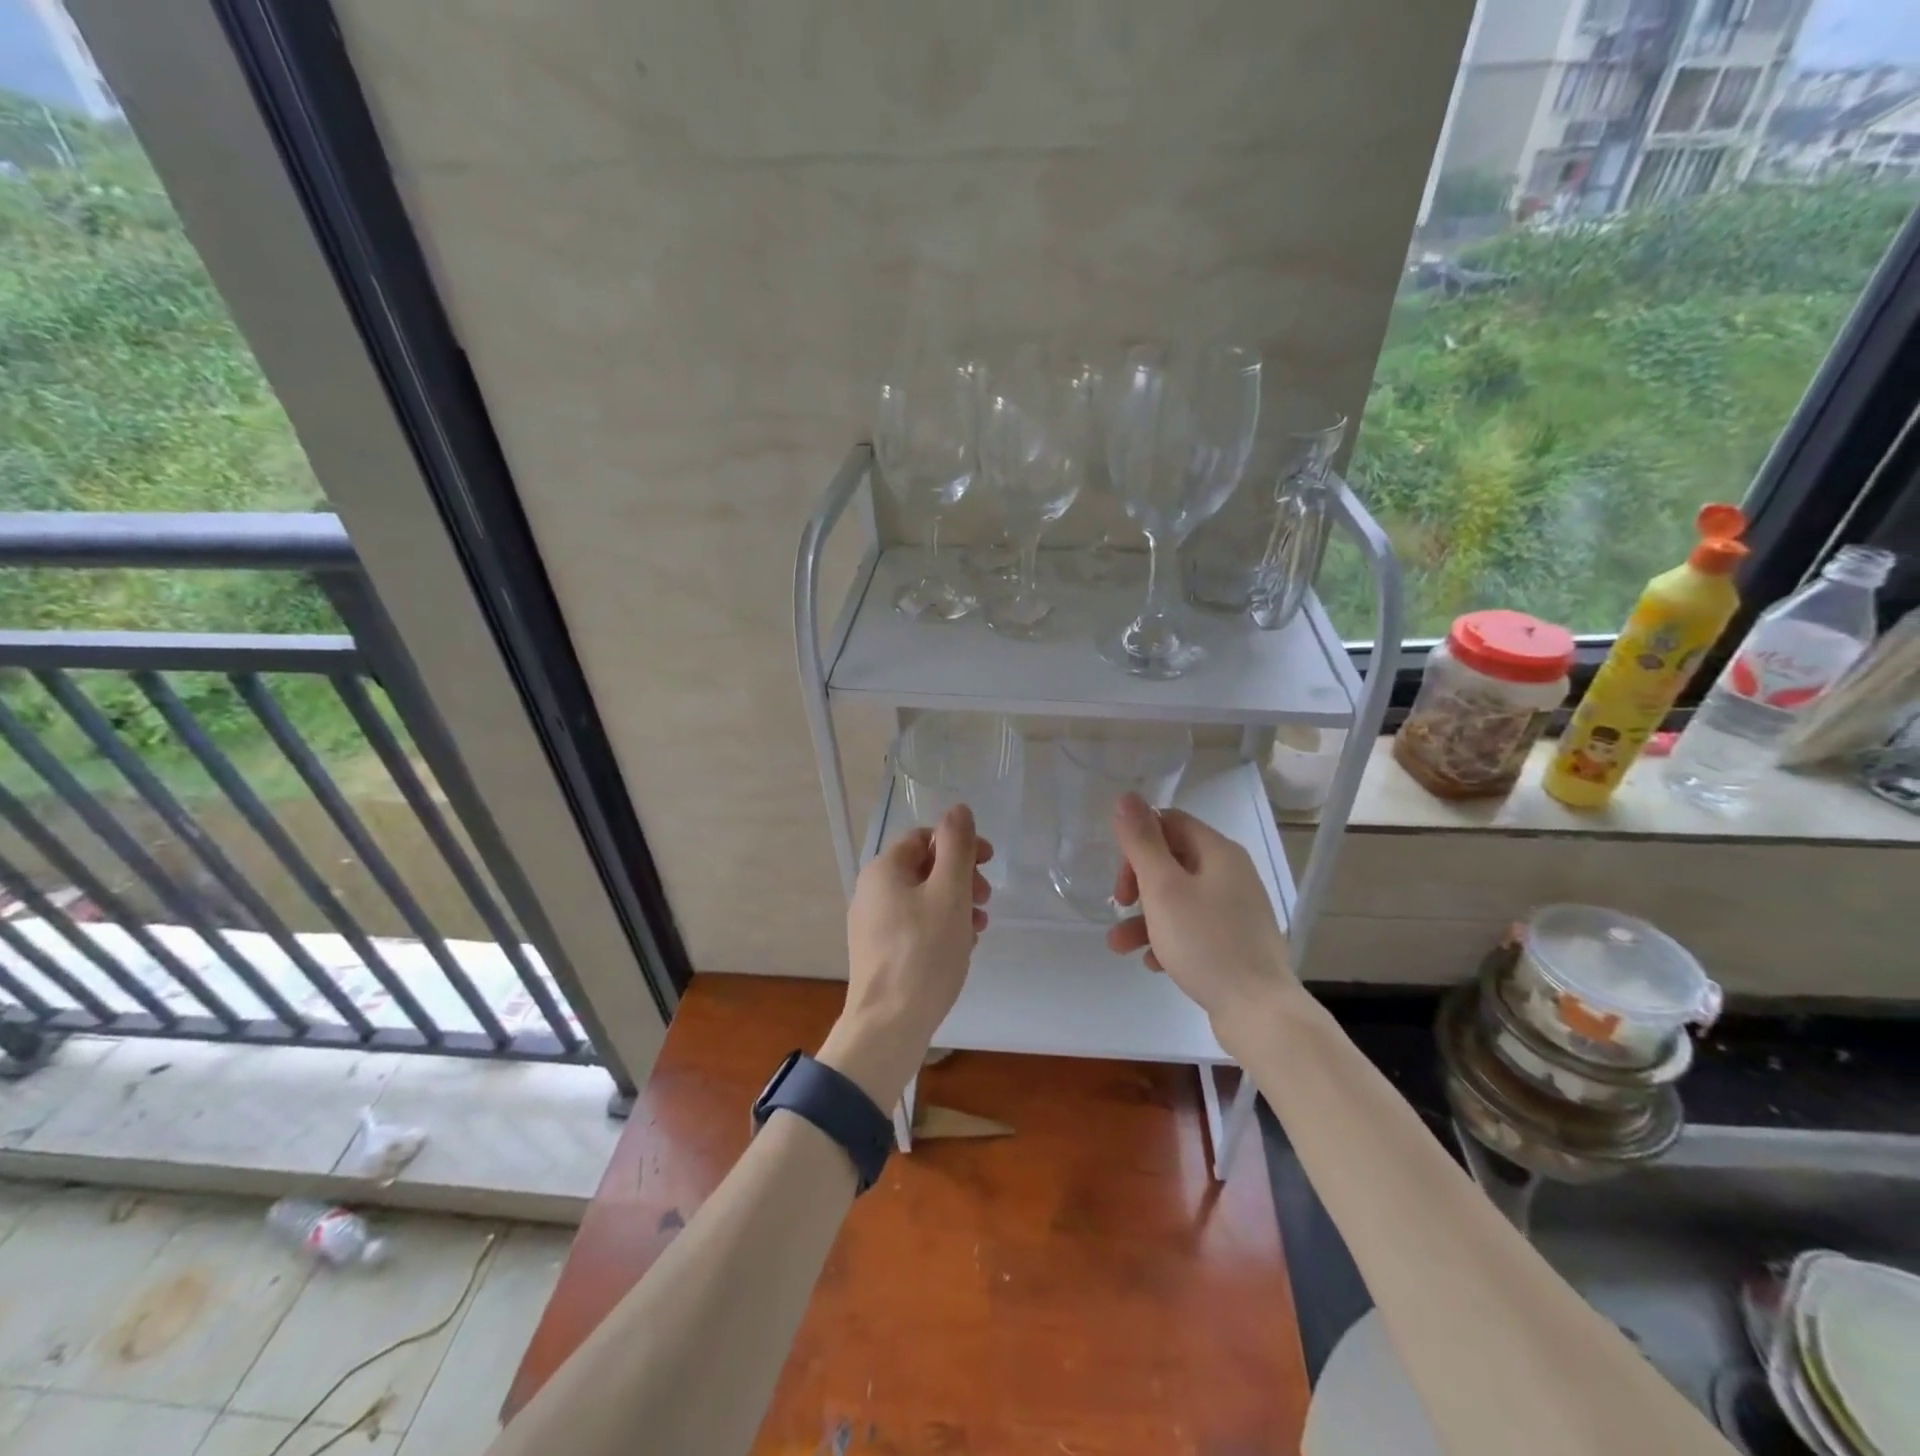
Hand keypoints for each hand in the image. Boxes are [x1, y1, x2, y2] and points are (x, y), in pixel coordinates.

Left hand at [819, 806, 992, 1107]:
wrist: (889, 1024)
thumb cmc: (924, 952)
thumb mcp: (950, 892)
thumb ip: (957, 847)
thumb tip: (958, 808)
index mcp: (884, 870)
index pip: (925, 838)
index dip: (960, 844)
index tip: (990, 863)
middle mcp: (871, 891)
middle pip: (924, 868)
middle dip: (961, 877)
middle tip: (987, 900)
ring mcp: (872, 925)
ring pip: (922, 899)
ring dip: (956, 904)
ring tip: (979, 928)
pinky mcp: (879, 953)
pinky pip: (914, 926)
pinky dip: (941, 928)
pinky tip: (961, 949)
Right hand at [1105, 793, 1300, 1056]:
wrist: (1259, 1012)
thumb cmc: (1206, 943)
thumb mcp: (1164, 888)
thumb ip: (1142, 842)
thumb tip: (1126, 796)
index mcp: (1218, 852)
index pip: (1170, 822)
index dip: (1138, 842)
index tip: (1121, 875)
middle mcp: (1231, 873)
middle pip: (1173, 860)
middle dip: (1138, 882)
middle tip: (1120, 905)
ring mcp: (1237, 909)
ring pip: (1180, 899)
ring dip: (1145, 917)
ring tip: (1119, 946)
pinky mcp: (1237, 941)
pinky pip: (1194, 927)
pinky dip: (1169, 938)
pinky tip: (1154, 963)